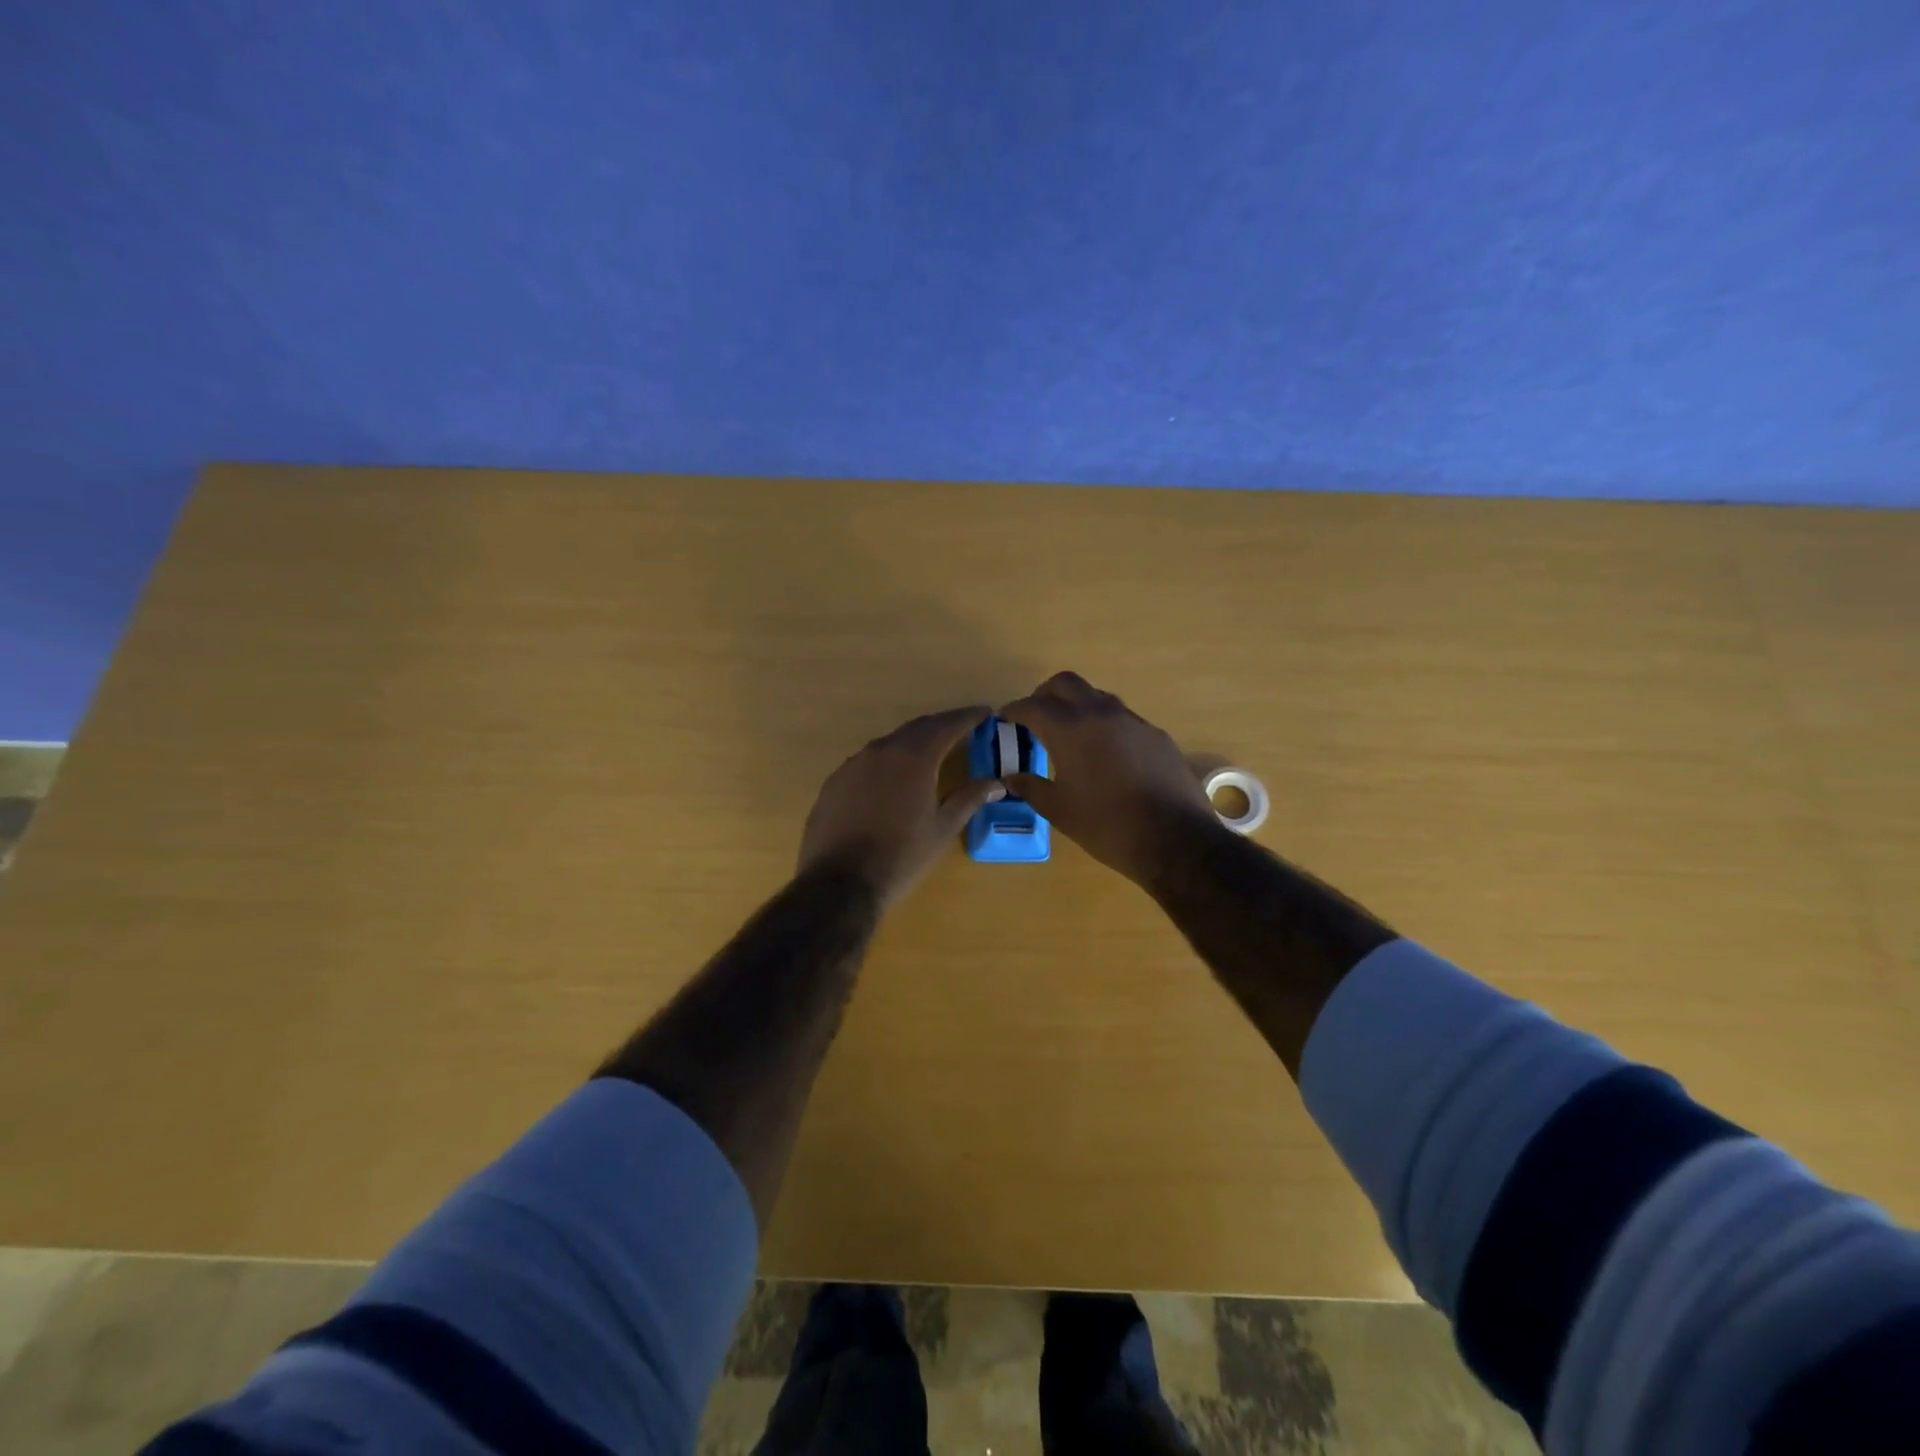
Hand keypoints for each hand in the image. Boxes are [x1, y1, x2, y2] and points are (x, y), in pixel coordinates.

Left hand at [798, 705, 1006, 906]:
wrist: (840, 883)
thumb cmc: (901, 856)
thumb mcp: (942, 829)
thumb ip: (968, 799)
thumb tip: (995, 783)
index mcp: (914, 757)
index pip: (947, 726)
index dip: (968, 717)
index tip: (985, 712)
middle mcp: (882, 750)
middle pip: (917, 728)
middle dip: (941, 726)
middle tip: (962, 728)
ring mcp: (853, 764)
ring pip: (890, 744)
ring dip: (913, 743)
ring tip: (930, 752)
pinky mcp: (835, 782)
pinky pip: (867, 762)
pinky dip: (887, 762)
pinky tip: (892, 779)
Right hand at [999, 671, 1217, 886]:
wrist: (1175, 839)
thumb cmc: (1107, 826)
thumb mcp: (1060, 811)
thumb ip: (1031, 788)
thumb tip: (1011, 778)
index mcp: (1070, 730)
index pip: (1033, 706)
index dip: (1014, 710)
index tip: (1005, 718)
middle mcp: (1101, 714)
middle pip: (1066, 684)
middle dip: (1045, 694)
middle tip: (1035, 716)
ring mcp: (1133, 721)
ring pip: (1097, 697)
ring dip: (1077, 706)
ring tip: (1069, 733)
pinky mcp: (1156, 735)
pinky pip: (1122, 718)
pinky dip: (1104, 724)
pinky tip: (1106, 753)